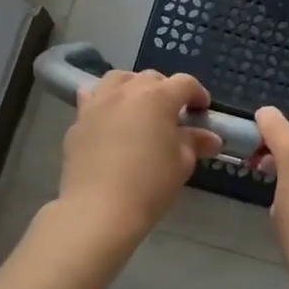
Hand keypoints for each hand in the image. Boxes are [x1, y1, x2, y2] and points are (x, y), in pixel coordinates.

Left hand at [57, 70, 221, 246]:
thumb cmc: (150, 185)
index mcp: (158, 97)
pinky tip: (108, 119)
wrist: (98, 209)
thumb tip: (210, 138)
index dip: (198, 94)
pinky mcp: (78, 121)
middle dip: (165, 90)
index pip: (185, 84)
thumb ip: (194, 143)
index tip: (202, 111)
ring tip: (138, 108)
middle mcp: (127, 91)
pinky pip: (92, 99)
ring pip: (117, 80)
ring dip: (132, 87)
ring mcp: (98, 103)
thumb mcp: (182, 164)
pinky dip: (104, 102)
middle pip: (150, 78)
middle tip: (172, 114)